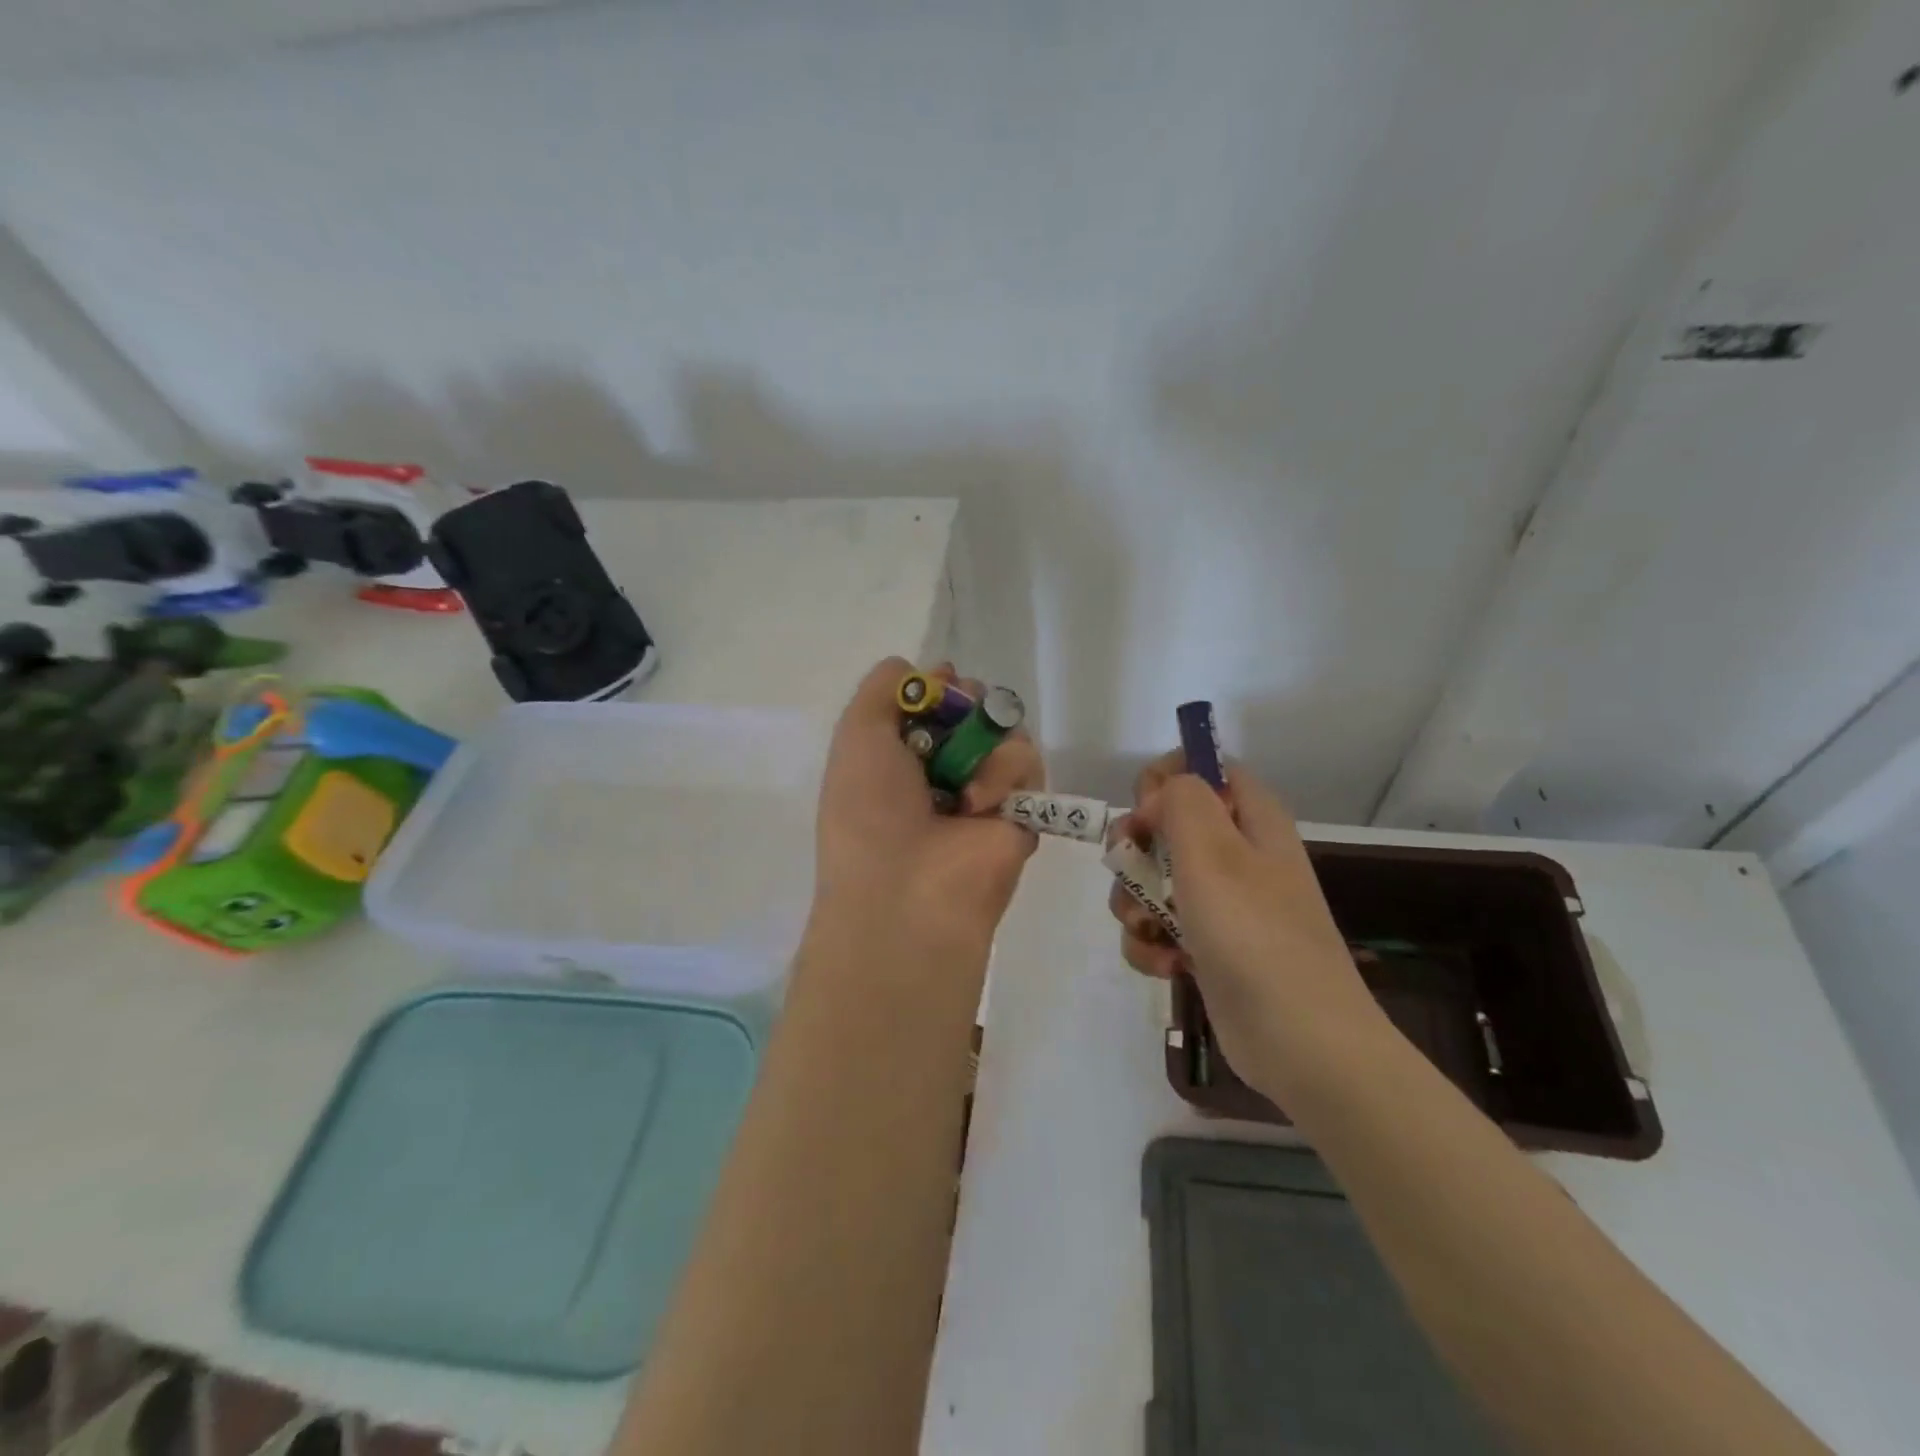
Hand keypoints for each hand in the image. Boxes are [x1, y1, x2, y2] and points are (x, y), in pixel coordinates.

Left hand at [814, 658, 1043, 953]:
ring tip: (963, 778)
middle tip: (960, 710)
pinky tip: (979, 803)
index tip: (941, 682)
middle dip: (970, 700)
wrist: (907, 890)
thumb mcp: (857, 734)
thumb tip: (927, 670)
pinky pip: (1028, 762)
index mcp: (901, 757)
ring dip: (984, 742)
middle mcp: (944, 770)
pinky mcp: (1022, 810)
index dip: (940, 687)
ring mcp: (985, 790)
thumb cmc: (869, 810)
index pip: (934, 703)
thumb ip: (883, 688)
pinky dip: (1005, 772)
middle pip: (976, 709)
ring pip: (1006, 729)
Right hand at [1108, 753, 1381, 1085]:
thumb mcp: (1213, 852)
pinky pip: (1161, 928)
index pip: (1208, 768)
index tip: (1144, 809)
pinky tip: (1164, 965)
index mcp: (1252, 820)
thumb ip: (1182, 801)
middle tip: (1130, 870)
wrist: (1300, 1041)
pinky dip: (1152, 944)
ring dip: (1135, 902)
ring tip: (1146, 928)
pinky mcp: (1208, 947)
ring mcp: (1223, 904)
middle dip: (1136, 848)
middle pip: (1169, 824)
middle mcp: (1238, 855)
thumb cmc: (1255, 933)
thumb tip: (1159, 796)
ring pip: (1155, 880)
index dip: (1168, 778)